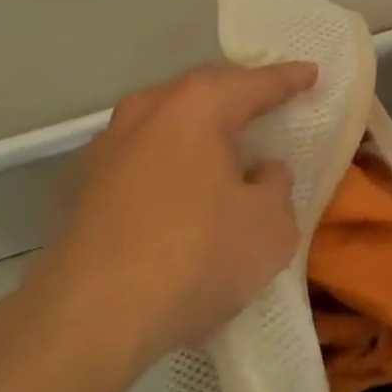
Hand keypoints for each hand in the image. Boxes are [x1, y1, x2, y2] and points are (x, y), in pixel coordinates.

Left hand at [26, 60, 316, 376]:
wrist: (90, 318)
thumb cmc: (195, 258)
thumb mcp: (269, 227)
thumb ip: (276, 186)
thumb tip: (262, 171)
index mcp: (196, 107)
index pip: (253, 84)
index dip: (288, 80)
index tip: (311, 74)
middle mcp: (146, 112)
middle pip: (202, 93)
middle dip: (237, 96)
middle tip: (267, 102)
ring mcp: (105, 147)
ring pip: (165, 123)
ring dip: (197, 130)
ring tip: (223, 147)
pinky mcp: (81, 187)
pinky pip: (141, 158)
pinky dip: (168, 163)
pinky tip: (179, 191)